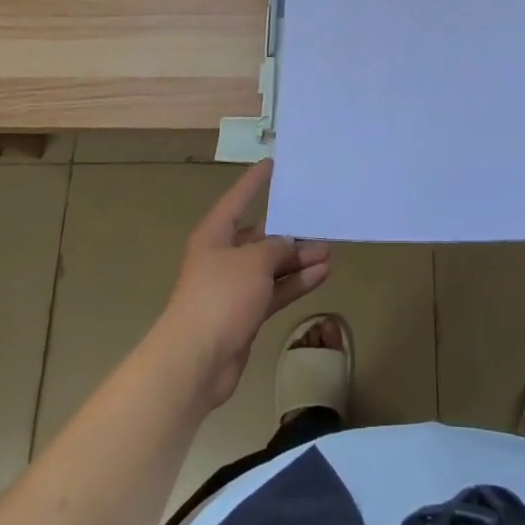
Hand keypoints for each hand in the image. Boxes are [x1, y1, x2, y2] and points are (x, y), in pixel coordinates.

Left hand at [152, 161, 331, 407]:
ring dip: (298, 259)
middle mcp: (223, 256)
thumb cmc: (220, 296)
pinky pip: (274, 290)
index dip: (254, 182)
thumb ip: (277, 248)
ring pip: (271, 265)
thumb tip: (288, 245)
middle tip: (320, 222)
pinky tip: (321, 274)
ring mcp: (234, 287)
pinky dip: (295, 283)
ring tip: (329, 251)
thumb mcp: (254, 262)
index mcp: (215, 234)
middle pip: (260, 236)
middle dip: (289, 231)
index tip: (272, 164)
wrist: (195, 360)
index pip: (238, 199)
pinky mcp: (245, 313)